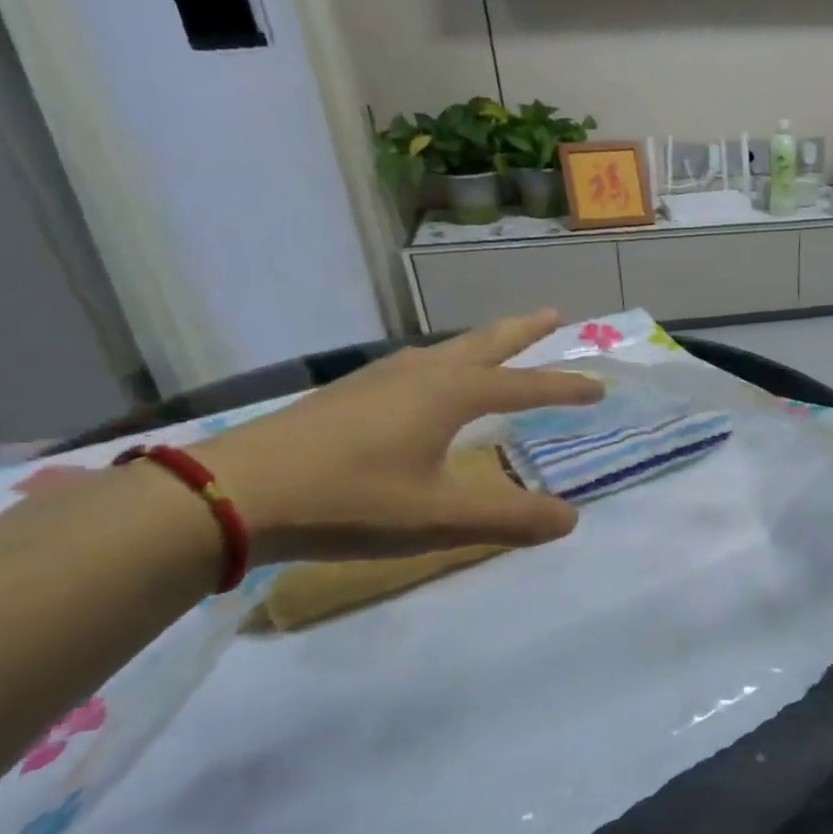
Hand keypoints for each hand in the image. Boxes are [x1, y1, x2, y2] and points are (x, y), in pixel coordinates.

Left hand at [192, 312, 602, 564]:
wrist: (233, 494)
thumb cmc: (350, 500)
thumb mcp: (442, 517)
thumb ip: (512, 518)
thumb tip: (571, 518)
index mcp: (449, 395)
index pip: (524, 387)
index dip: (565, 388)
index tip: (599, 387)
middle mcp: (419, 376)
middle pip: (483, 345)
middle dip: (523, 332)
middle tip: (554, 315)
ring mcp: (377, 381)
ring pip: (444, 352)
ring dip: (480, 345)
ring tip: (498, 347)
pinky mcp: (347, 397)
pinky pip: (414, 368)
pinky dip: (442, 364)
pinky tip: (426, 383)